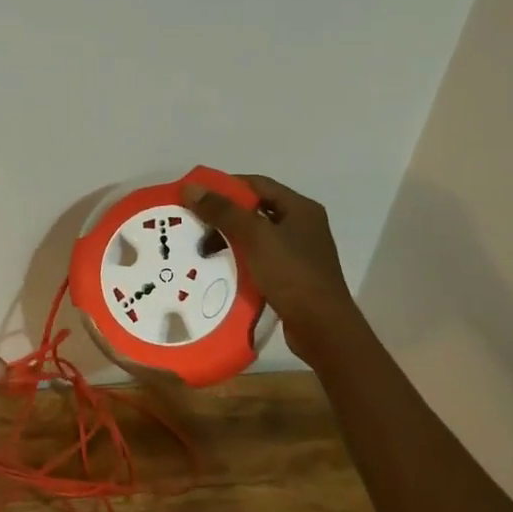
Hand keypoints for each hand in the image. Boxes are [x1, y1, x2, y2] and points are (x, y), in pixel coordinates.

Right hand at [181, 174, 353, 358]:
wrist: (321, 326)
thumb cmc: (292, 274)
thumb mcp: (256, 237)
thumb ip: (224, 211)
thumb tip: (191, 188)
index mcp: (300, 209)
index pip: (258, 184)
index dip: (226, 186)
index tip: (196, 196)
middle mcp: (302, 226)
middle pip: (256, 211)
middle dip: (224, 217)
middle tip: (193, 226)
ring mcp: (298, 253)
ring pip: (256, 238)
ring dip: (229, 241)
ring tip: (200, 251)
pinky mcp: (291, 278)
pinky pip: (259, 261)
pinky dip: (239, 261)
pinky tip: (219, 270)